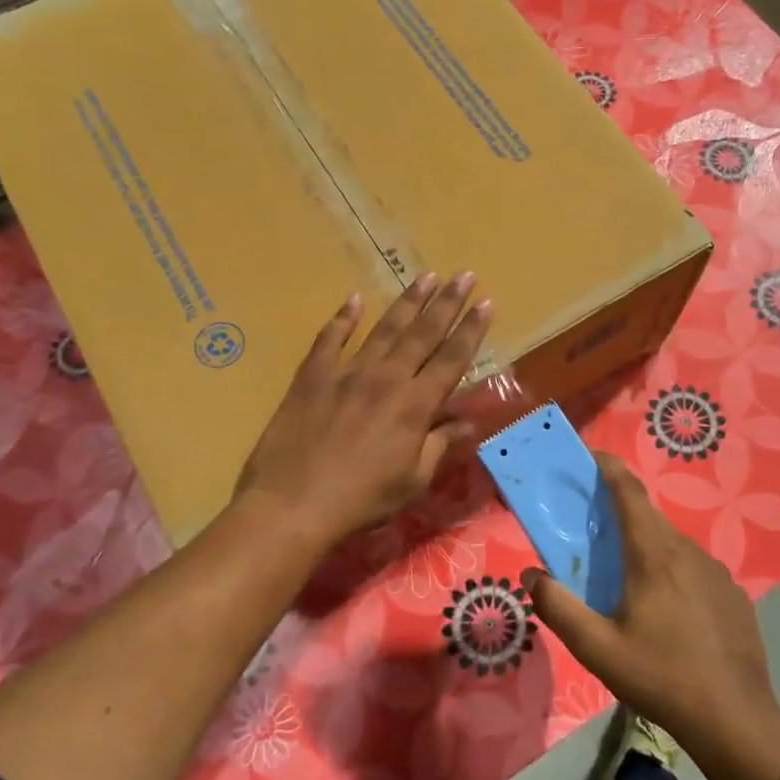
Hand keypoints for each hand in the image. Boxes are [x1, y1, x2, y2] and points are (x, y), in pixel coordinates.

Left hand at [236, 271, 491, 547]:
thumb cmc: (361, 500)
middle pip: (423, 333)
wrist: (292, 504)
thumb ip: (440, 443)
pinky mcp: (312, 376)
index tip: (486, 303)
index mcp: (415, 405)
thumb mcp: (412, 480)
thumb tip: (467, 420)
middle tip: (464, 275)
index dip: (471, 330)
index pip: (452, 359)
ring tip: (426, 276)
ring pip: (384, 329)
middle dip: (447, 303)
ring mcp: (347, 372)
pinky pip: (330, 339)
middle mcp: (386, 379)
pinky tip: (355, 299)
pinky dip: (343, 318)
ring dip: (408, 302)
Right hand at [524, 455, 779, 752]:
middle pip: (649, 518)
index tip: (591, 457)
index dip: (609, 468)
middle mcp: (687, 552)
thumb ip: (558, 608)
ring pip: (673, 545)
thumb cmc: (660, 677)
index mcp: (653, 555)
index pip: (629, 493)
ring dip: (647, 548)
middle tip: (595, 532)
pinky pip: (695, 570)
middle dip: (621, 514)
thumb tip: (532, 576)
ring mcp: (716, 572)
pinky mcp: (733, 595)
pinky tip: (669, 614)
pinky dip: (674, 574)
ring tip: (629, 582)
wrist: (735, 719)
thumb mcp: (597, 649)